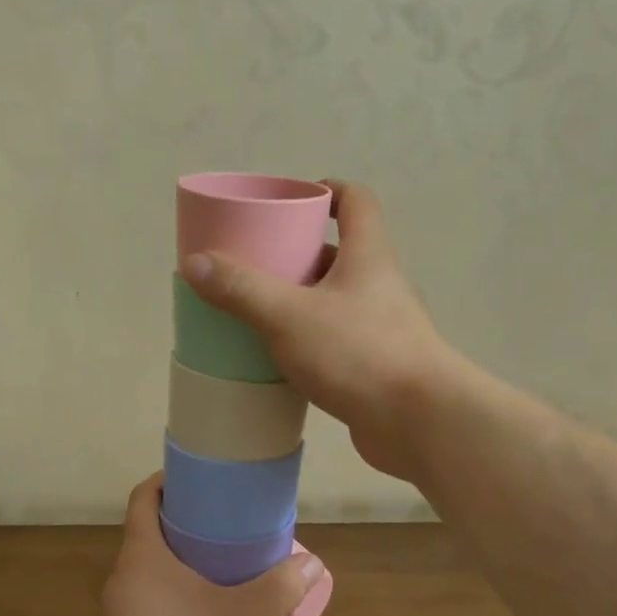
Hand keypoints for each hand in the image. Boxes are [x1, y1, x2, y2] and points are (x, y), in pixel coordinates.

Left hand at [82, 473, 318, 615]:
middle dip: (185, 525)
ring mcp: (120, 614)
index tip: (198, 479)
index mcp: (142, 554)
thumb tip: (312, 563)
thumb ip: (278, 587)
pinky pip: (151, 606)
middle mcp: (124, 577)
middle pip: (149, 534)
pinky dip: (177, 600)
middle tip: (227, 525)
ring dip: (182, 566)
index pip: (143, 497)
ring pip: (151, 574)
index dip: (166, 481)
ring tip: (225, 570)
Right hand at [179, 180, 463, 481]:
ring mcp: (383, 329)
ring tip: (258, 309)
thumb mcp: (289, 316)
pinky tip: (280, 357)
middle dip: (300, 252)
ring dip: (303, 300)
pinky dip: (310, 340)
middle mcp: (380, 286)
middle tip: (258, 261)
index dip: (329, 191)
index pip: (357, 202)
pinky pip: (338, 340)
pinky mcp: (377, 367)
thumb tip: (195, 261)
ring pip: (337, 300)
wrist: (422, 424)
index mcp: (368, 257)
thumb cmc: (359, 354)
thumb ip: (241, 289)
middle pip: (341, 253)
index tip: (294, 200)